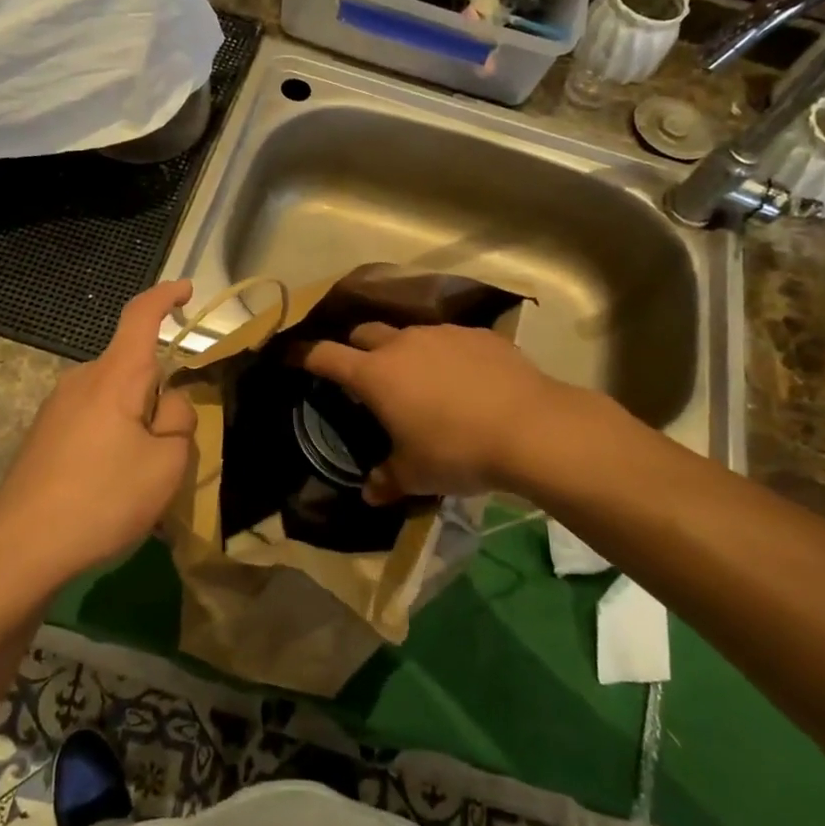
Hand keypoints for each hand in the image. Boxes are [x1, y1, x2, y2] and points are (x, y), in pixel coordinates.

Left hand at [0, 280, 195, 584]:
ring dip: (136, 424)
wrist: (19, 548)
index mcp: (115, 376)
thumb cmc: (102, 499)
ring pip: (115, 399)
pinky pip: (94, 420)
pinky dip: (113, 440)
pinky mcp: (44, 434)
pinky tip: (108, 488)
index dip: (166, 297)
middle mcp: (82, 380)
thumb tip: (170, 404)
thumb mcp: (166, 465)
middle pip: (134, 369)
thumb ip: (180, 422)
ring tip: (138, 480)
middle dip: (160, 397)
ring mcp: (58, 407)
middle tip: (171, 452)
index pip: (141, 316)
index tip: (186, 290)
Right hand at [300, 322, 562, 504]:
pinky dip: (444, 355)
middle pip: (365, 333)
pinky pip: (449, 340)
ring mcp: (442, 334)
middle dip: (356, 348)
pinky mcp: (478, 335)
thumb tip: (371, 492)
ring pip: (409, 334)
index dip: (305, 356)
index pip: (325, 356)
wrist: (532, 428)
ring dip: (403, 352)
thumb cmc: (457, 451)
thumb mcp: (416, 475)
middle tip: (363, 375)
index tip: (293, 356)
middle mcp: (402, 344)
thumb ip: (387, 479)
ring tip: (419, 381)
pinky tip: (464, 380)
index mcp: (375, 375)